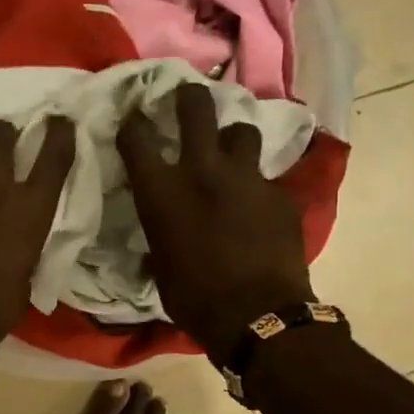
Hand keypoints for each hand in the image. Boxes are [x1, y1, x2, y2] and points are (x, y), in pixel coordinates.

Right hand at [118, 83, 314, 363]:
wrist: (256, 316)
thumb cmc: (193, 298)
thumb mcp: (159, 265)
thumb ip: (158, 235)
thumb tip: (160, 235)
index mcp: (161, 191)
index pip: (137, 136)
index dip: (133, 123)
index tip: (135, 120)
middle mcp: (202, 171)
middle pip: (196, 107)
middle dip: (189, 97)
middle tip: (187, 99)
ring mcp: (246, 177)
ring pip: (241, 131)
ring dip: (232, 140)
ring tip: (231, 155)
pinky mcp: (279, 193)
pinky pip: (266, 177)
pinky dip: (257, 187)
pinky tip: (258, 206)